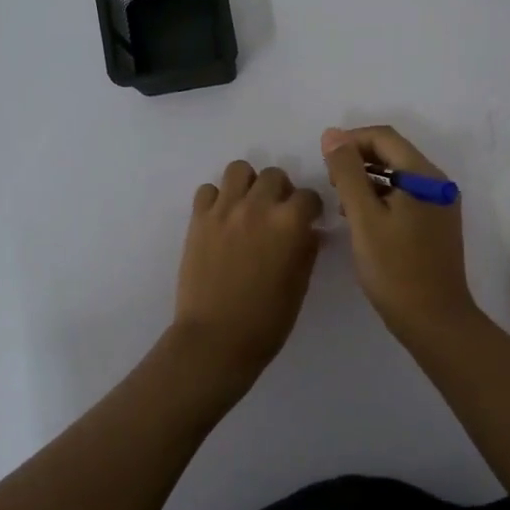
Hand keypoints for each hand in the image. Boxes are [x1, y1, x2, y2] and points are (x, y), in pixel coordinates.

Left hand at [170, 160, 324, 385]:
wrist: (215, 339)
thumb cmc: (266, 320)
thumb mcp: (299, 285)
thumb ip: (307, 249)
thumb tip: (309, 232)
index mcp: (290, 223)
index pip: (308, 196)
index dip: (311, 208)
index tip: (309, 220)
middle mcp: (258, 206)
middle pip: (274, 175)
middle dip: (281, 191)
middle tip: (277, 214)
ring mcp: (224, 210)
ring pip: (239, 170)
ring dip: (248, 184)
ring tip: (248, 207)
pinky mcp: (198, 219)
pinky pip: (208, 190)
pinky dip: (217, 199)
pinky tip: (222, 219)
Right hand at [321, 125, 479, 340]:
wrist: (434, 321)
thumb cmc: (395, 268)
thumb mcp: (363, 217)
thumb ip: (347, 172)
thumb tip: (332, 135)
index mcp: (424, 175)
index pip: (384, 137)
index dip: (350, 140)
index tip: (323, 161)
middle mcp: (437, 183)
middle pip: (392, 153)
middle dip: (357, 161)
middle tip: (330, 184)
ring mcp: (439, 205)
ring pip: (397, 176)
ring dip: (366, 180)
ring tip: (341, 203)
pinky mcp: (435, 225)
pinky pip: (404, 197)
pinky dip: (380, 198)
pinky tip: (360, 220)